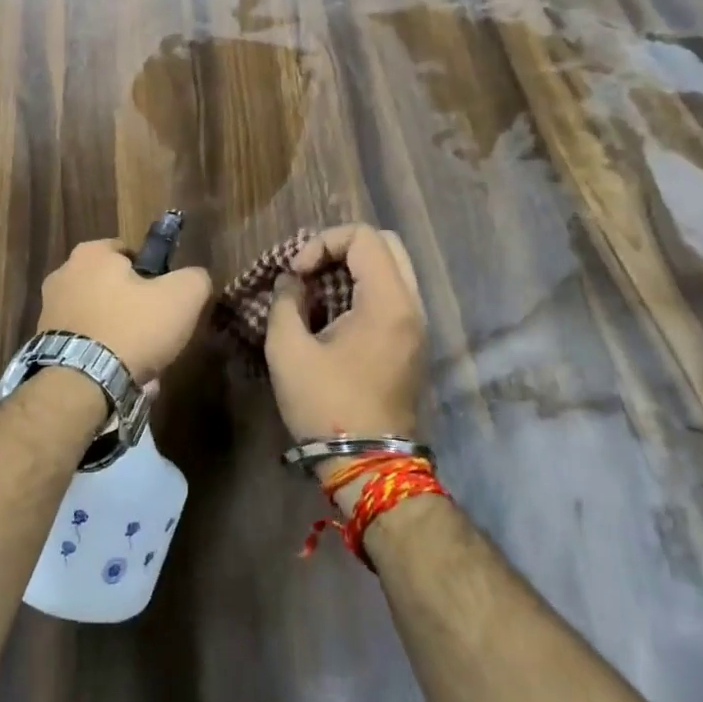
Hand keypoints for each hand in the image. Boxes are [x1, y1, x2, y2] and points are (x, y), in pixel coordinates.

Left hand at [37, 238, 213, 384]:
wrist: (80, 385)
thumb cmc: (131, 328)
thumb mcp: (182, 297)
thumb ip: (195, 278)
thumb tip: (195, 278)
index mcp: (91, 253)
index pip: (129, 253)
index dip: (152, 275)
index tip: (165, 300)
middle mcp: (63, 274)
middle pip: (112, 287)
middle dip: (134, 309)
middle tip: (155, 334)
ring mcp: (49, 311)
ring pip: (100, 319)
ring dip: (119, 337)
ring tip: (141, 365)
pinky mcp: (43, 345)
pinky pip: (84, 345)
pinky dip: (101, 358)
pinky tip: (119, 378)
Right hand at [265, 224, 427, 443]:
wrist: (369, 465)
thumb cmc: (326, 405)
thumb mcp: (288, 351)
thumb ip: (285, 303)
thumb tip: (291, 282)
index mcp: (388, 302)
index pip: (363, 236)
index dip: (323, 242)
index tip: (297, 273)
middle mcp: (412, 306)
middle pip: (386, 244)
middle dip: (341, 248)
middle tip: (310, 271)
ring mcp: (417, 325)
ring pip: (392, 268)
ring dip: (353, 268)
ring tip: (317, 290)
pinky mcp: (412, 342)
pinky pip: (393, 293)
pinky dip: (364, 288)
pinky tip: (334, 312)